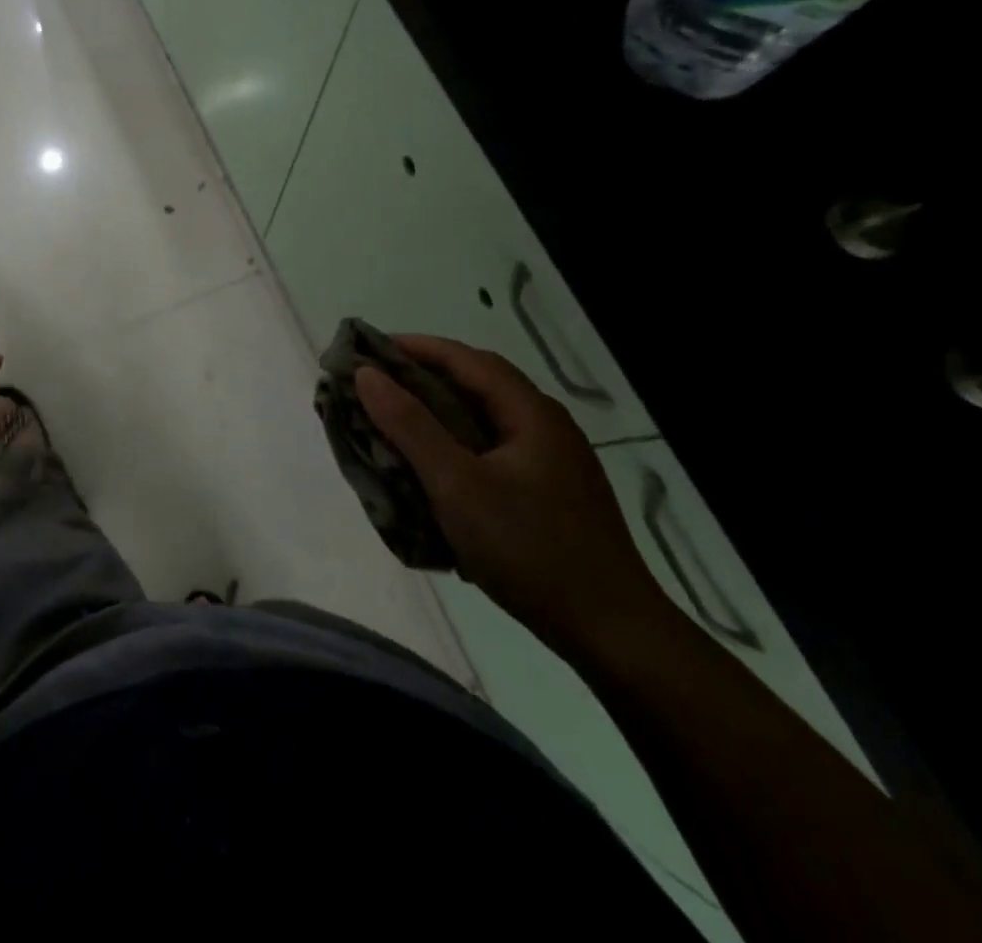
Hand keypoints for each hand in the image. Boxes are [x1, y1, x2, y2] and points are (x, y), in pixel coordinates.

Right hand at [355, 337, 669, 665]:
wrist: (613, 634)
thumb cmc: (529, 549)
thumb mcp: (457, 485)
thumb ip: (410, 426)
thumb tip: (367, 374)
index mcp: (530, 412)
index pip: (465, 358)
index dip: (414, 347)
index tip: (368, 350)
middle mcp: (546, 425)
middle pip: (478, 383)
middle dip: (424, 376)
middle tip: (376, 384)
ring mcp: (554, 460)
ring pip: (486, 418)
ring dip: (440, 410)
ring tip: (396, 420)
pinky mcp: (551, 491)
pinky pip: (494, 448)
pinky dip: (457, 442)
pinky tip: (437, 466)